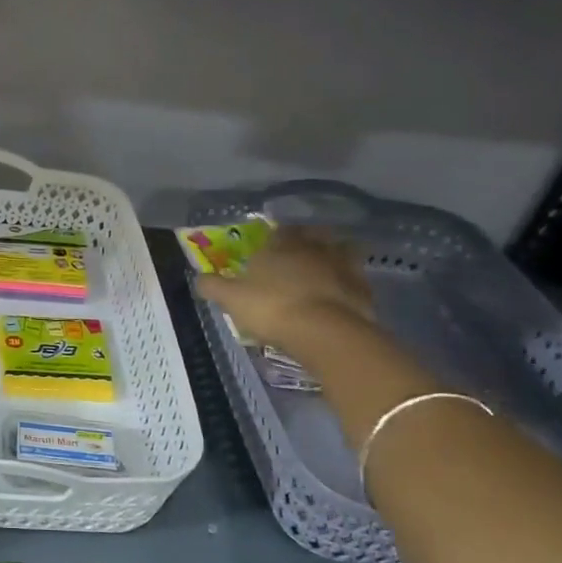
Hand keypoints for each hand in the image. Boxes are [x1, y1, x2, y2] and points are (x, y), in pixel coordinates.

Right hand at [196, 227, 374, 353]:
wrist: (324, 331)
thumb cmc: (272, 307)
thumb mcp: (231, 299)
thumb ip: (214, 286)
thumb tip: (199, 278)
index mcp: (281, 245)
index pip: (280, 230)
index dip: (276, 237)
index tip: (270, 246)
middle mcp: (314, 248)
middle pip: (314, 235)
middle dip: (308, 240)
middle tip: (300, 254)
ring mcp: (343, 266)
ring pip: (342, 251)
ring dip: (335, 256)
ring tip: (325, 271)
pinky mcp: (363, 288)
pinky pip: (355, 278)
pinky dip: (348, 283)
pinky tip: (340, 295)